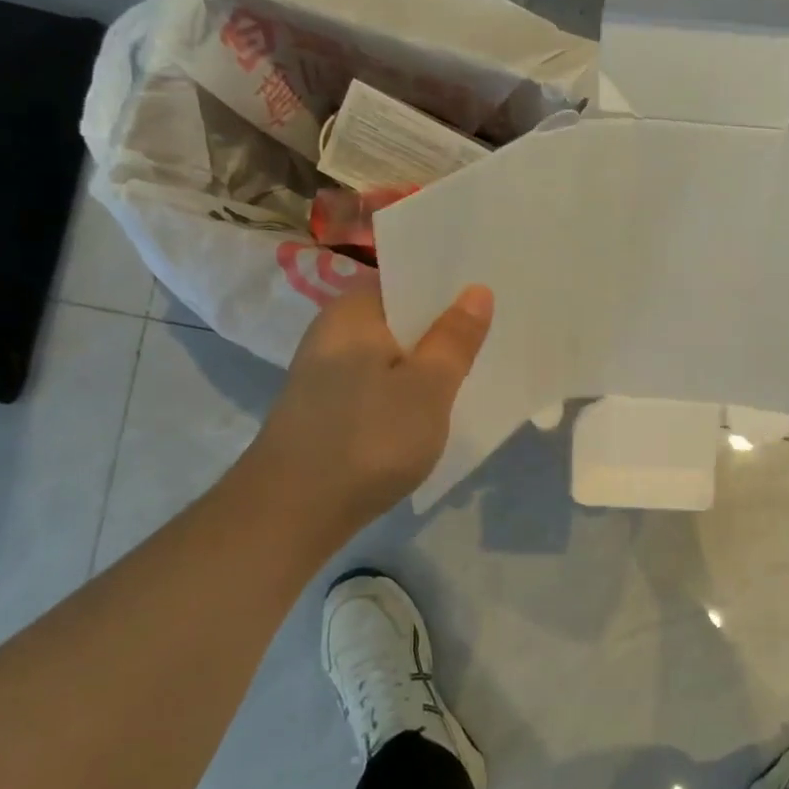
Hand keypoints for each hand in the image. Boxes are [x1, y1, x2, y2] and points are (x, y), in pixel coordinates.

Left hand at [240, 279, 493, 531]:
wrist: (292, 511)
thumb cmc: (368, 438)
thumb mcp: (427, 387)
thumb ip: (455, 338)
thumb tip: (476, 290)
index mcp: (354, 310)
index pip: (407, 277)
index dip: (450, 282)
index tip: (492, 289)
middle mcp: (335, 330)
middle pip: (401, 315)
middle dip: (444, 323)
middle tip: (496, 328)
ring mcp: (328, 370)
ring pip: (392, 350)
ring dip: (428, 358)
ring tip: (475, 363)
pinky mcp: (329, 406)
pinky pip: (379, 380)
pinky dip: (407, 385)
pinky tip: (434, 403)